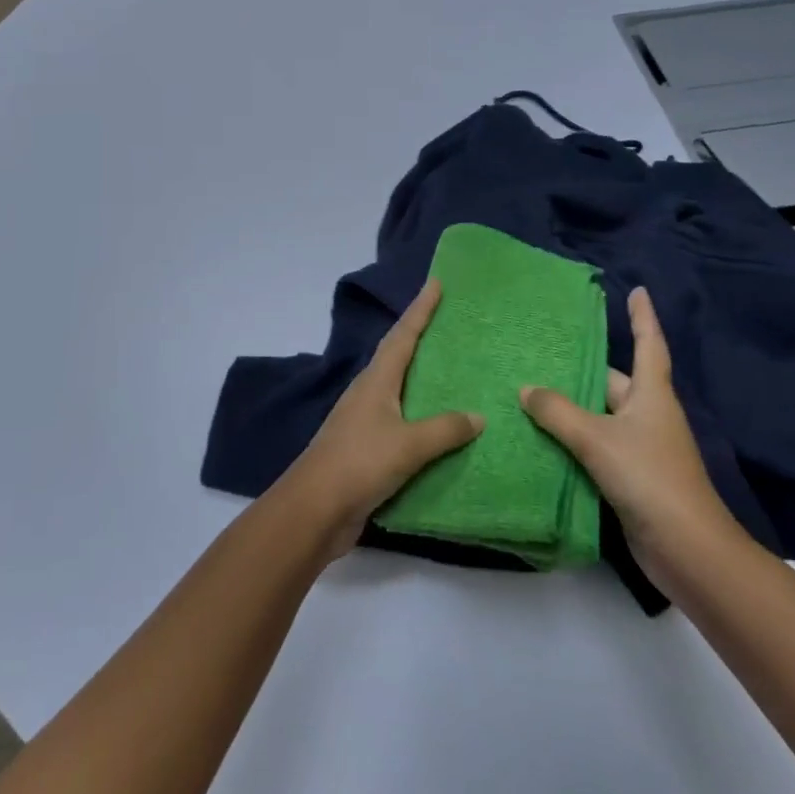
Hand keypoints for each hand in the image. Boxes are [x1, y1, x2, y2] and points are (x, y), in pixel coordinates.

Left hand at [278, 279, 483, 558]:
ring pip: (399, 389)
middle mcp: (368, 393)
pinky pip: (401, 423)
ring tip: (453, 370)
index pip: (402, 336)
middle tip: (450, 323)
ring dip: (421, 378)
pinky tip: (440, 427)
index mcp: (375, 381)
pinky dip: (420, 416)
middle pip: (397, 356)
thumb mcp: (408, 445)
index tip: (435, 283)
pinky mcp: (366, 449)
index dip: (420, 309)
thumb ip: (444, 429)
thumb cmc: (360, 464)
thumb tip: (479, 416)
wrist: (315, 509)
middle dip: (420, 337)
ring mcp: (364, 421)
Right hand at [519, 286, 738, 585]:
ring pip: (601, 418)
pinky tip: (543, 441)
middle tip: (543, 355)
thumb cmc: (649, 478)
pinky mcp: (632, 479)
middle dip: (583, 371)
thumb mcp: (597, 439)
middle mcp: (649, 416)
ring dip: (572, 409)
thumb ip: (558, 412)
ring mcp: (642, 449)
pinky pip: (596, 448)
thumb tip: (526, 388)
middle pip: (614, 383)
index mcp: (652, 396)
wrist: (687, 550)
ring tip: (530, 394)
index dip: (643, 317)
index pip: (649, 345)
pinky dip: (573, 442)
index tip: (638, 291)